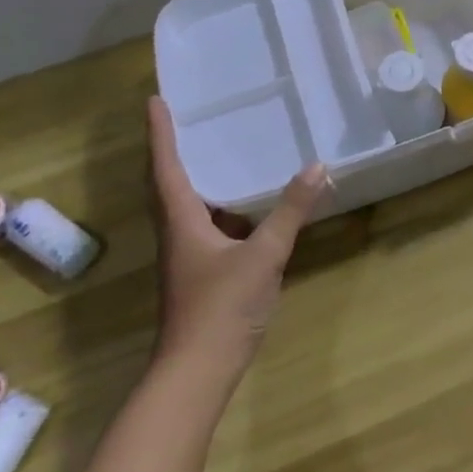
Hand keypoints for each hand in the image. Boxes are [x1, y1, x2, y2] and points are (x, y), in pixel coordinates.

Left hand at [147, 96, 329, 375]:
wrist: (197, 371)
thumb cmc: (222, 307)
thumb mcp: (264, 255)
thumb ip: (290, 211)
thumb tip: (317, 167)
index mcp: (182, 222)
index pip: (166, 168)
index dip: (160, 134)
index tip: (155, 101)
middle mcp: (177, 235)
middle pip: (169, 186)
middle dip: (175, 153)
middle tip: (191, 122)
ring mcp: (187, 258)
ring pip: (190, 210)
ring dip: (201, 183)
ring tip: (224, 158)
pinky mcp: (201, 276)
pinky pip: (209, 230)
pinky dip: (224, 213)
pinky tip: (249, 213)